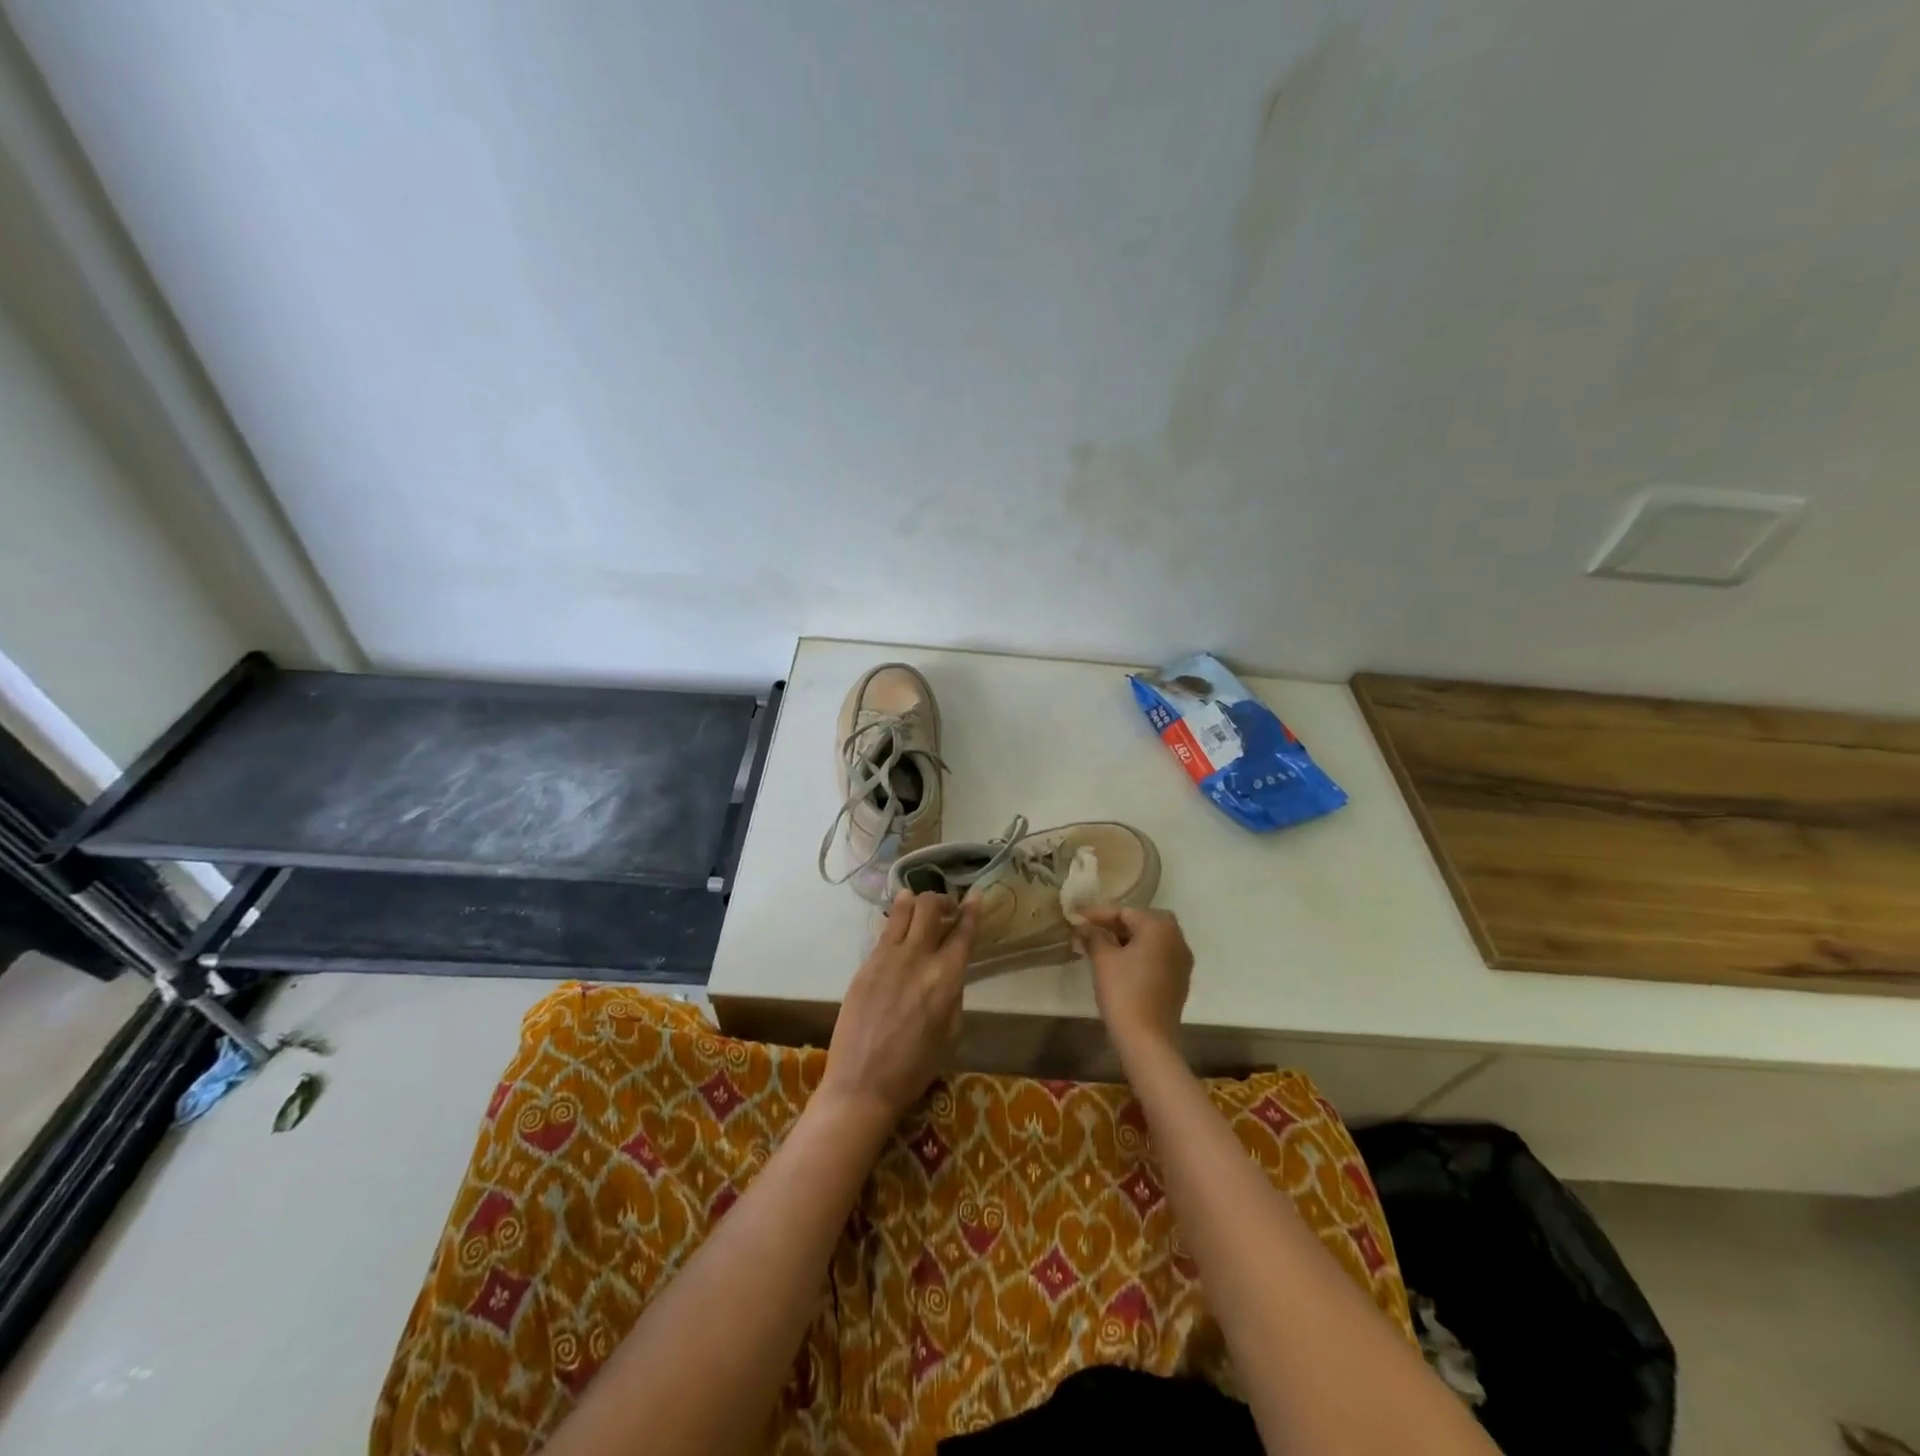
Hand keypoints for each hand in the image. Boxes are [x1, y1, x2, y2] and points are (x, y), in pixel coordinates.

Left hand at [820, 890, 976, 1122]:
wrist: (862, 1084)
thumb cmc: (914, 1067)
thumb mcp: (951, 1032)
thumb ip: (953, 993)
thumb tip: (949, 972)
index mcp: (946, 978)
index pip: (963, 932)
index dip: (972, 910)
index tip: (975, 896)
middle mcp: (918, 958)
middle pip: (930, 907)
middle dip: (941, 900)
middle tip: (946, 908)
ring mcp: (887, 957)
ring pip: (903, 909)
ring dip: (915, 900)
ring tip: (919, 905)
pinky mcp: (865, 964)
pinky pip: (884, 931)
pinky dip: (895, 921)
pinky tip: (898, 927)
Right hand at [1076, 907, 1193, 1054]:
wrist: (1147, 1039)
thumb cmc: (1123, 991)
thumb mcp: (1103, 959)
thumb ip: (1094, 936)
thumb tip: (1085, 926)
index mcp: (1160, 927)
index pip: (1125, 912)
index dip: (1098, 914)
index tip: (1076, 917)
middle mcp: (1177, 939)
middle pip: (1142, 922)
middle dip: (1116, 924)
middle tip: (1091, 930)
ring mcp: (1182, 961)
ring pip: (1152, 940)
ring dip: (1128, 939)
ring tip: (1102, 945)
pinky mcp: (1179, 981)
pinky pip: (1158, 956)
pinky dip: (1140, 954)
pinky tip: (1120, 964)